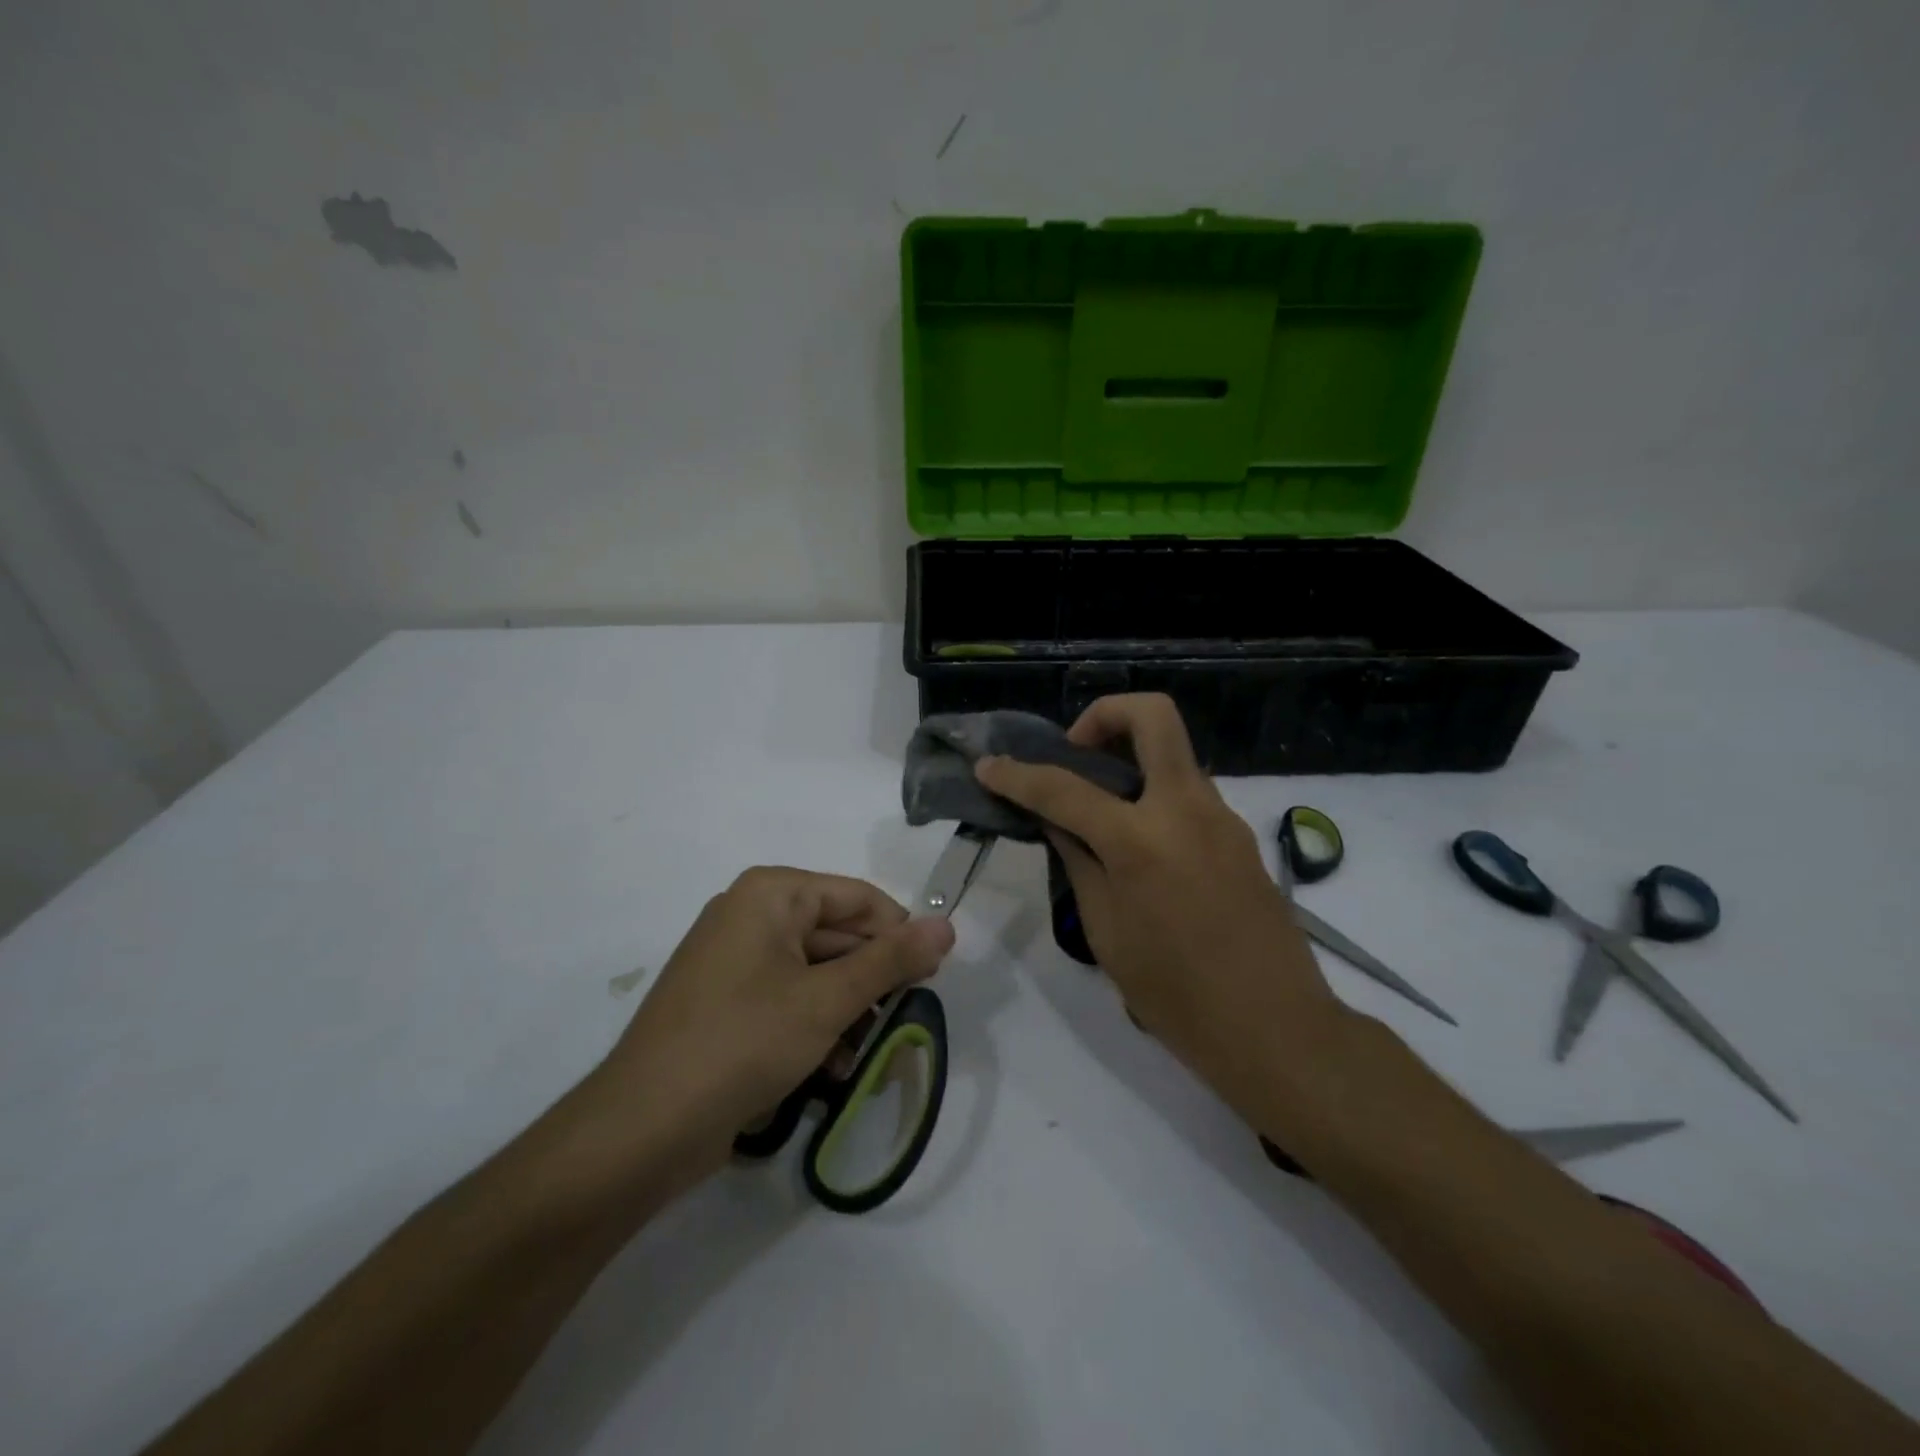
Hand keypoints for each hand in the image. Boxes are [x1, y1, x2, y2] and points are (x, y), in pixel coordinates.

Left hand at [586, 867, 954, 1193]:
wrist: (641, 1130)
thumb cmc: (742, 1043)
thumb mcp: (827, 1000)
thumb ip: (891, 960)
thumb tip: (948, 924)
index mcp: (772, 894)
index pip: (860, 898)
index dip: (900, 936)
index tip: (932, 980)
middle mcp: (752, 915)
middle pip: (838, 935)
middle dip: (873, 983)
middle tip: (906, 1024)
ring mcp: (735, 961)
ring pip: (817, 973)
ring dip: (849, 1013)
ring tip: (870, 1057)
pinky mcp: (727, 1004)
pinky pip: (789, 1000)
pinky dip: (816, 1028)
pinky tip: (835, 1070)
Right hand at [975, 695, 1341, 1110]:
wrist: (1275, 1028)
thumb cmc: (1177, 995)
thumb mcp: (1107, 932)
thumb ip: (1079, 863)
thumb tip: (1057, 822)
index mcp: (1141, 841)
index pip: (1065, 789)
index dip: (1018, 775)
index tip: (988, 766)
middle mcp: (1186, 809)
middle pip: (1153, 716)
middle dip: (1104, 715)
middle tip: (1076, 753)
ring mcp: (1221, 817)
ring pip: (1172, 754)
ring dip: (1131, 760)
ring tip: (1099, 811)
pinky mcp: (1239, 834)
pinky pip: (1188, 792)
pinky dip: (1153, 797)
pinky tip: (1138, 846)